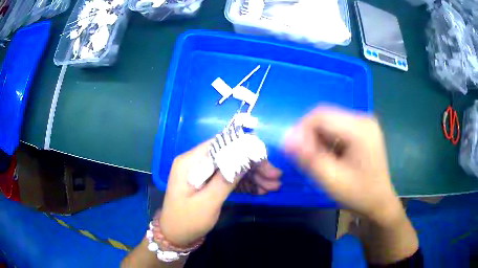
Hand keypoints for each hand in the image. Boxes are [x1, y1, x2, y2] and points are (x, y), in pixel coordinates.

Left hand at [160, 141, 281, 246]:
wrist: (176, 236)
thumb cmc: (187, 220)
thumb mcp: (207, 202)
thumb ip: (225, 179)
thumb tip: (245, 157)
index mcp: (190, 161)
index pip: (220, 144)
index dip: (244, 148)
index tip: (265, 159)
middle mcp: (197, 162)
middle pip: (230, 156)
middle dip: (254, 166)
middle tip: (275, 177)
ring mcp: (203, 173)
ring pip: (232, 167)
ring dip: (253, 176)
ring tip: (274, 187)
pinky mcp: (209, 183)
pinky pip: (229, 179)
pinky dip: (245, 184)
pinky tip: (261, 190)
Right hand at [284, 106, 402, 225]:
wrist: (379, 202)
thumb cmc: (359, 194)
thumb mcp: (332, 180)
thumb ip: (309, 159)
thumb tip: (286, 139)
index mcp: (360, 128)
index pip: (321, 116)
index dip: (301, 130)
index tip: (293, 151)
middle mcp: (363, 119)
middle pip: (325, 117)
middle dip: (309, 136)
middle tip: (304, 158)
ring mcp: (364, 124)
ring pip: (329, 122)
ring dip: (317, 139)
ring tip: (318, 161)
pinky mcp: (362, 130)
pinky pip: (337, 128)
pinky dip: (327, 141)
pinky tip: (329, 157)